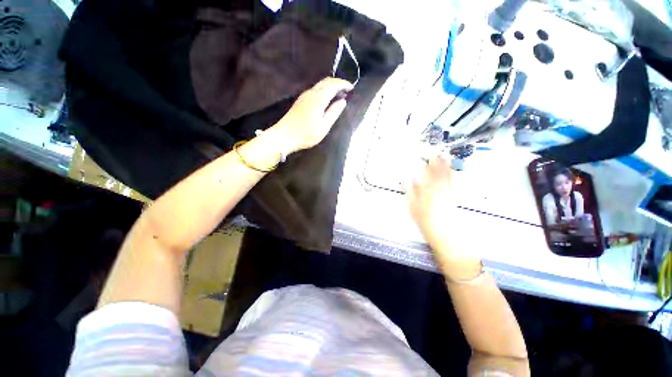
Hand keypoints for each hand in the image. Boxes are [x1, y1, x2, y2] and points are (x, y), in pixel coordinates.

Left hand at [270, 77, 353, 153]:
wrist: (284, 136)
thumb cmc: (306, 134)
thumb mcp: (323, 127)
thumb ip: (334, 112)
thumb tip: (342, 101)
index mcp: (318, 99)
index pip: (333, 85)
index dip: (343, 84)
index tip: (351, 88)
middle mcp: (311, 93)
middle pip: (326, 81)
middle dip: (338, 83)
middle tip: (346, 91)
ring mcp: (304, 96)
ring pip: (320, 85)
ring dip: (331, 87)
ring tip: (339, 95)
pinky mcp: (300, 100)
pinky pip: (315, 90)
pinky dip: (324, 91)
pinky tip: (327, 100)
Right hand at [407, 157, 479, 270]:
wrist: (445, 234)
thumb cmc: (425, 221)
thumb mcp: (413, 207)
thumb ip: (411, 192)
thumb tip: (408, 179)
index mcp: (427, 191)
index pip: (427, 175)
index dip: (428, 166)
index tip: (428, 158)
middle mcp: (439, 189)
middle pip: (439, 174)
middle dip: (439, 164)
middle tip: (438, 154)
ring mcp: (448, 193)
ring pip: (448, 178)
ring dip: (447, 168)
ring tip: (447, 160)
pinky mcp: (454, 198)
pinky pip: (454, 184)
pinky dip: (453, 177)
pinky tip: (453, 173)